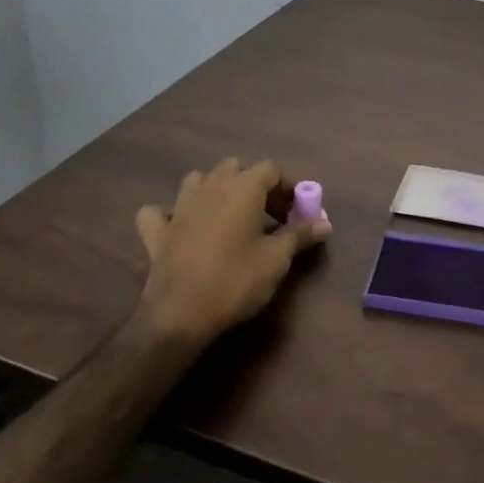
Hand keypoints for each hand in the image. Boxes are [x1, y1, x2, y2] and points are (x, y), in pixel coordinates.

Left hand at [132, 159, 331, 345]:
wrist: (180, 315)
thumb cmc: (235, 281)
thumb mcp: (277, 260)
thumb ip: (300, 235)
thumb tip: (326, 223)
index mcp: (242, 188)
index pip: (271, 169)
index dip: (287, 186)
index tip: (296, 212)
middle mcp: (210, 187)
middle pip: (235, 167)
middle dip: (254, 183)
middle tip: (267, 214)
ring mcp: (179, 207)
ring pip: (198, 180)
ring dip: (214, 189)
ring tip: (228, 215)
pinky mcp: (157, 232)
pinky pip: (159, 212)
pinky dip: (170, 215)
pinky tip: (179, 228)